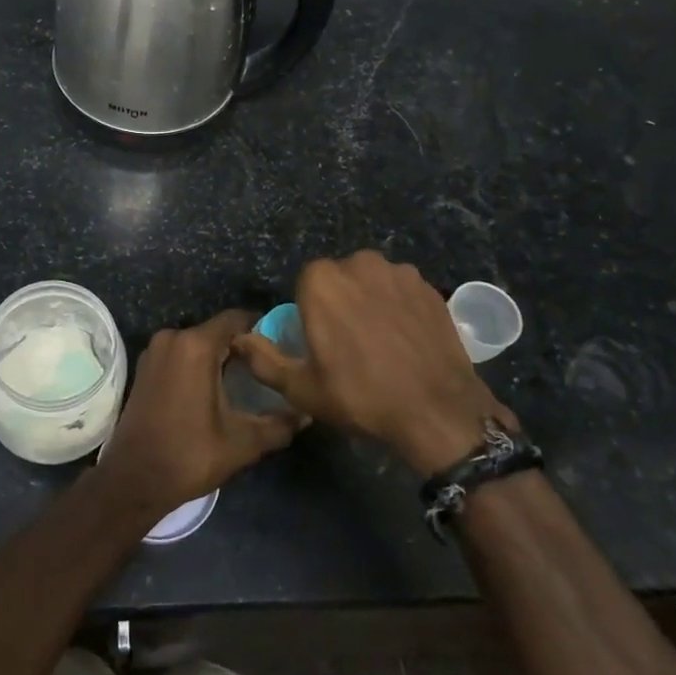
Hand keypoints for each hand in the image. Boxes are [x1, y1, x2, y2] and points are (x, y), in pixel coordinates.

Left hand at [97, 309, 305, 520]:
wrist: (133, 479)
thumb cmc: (189, 456)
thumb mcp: (242, 443)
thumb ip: (278, 424)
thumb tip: (307, 413)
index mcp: (195, 346)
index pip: (237, 319)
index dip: (262, 328)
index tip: (282, 347)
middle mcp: (173, 338)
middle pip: (217, 331)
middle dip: (242, 346)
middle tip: (269, 368)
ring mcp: (155, 351)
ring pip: (198, 343)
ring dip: (220, 356)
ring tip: (247, 380)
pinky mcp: (145, 366)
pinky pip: (180, 354)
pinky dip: (199, 364)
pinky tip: (216, 388)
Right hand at [234, 251, 515, 476]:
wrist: (437, 411)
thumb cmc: (360, 396)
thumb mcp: (301, 388)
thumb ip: (263, 359)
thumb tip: (238, 339)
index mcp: (321, 281)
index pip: (305, 284)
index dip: (311, 311)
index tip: (321, 340)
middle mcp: (358, 263)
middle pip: (340, 278)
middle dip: (340, 301)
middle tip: (349, 342)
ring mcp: (398, 272)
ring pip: (372, 281)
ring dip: (370, 300)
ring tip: (380, 340)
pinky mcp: (428, 286)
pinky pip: (401, 290)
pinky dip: (399, 306)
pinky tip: (405, 338)